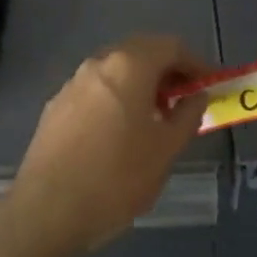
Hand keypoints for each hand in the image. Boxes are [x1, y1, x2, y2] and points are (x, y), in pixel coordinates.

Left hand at [8, 35, 209, 256]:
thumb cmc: (116, 177)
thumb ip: (187, 116)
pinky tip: (120, 132)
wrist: (47, 210)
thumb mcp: (166, 150)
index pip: (171, 46)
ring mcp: (72, 84)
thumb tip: (196, 97)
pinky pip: (95, 91)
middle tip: (184, 99)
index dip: (195, 63)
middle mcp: (98, 64)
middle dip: (166, 70)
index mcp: (129, 66)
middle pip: (140, 52)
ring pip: (115, 71)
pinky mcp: (55, 107)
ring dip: (140, 84)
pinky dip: (116, 99)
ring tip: (154, 118)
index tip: (208, 85)